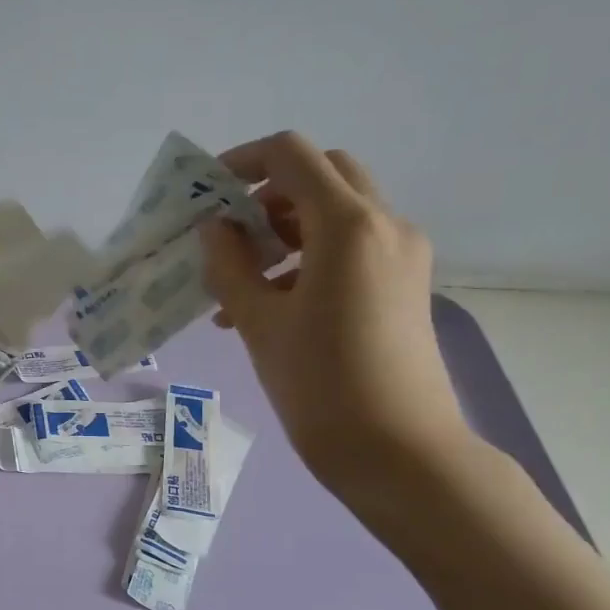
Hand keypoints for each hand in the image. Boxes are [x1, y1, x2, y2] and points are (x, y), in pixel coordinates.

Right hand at [200, 133, 474, 499]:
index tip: (206, 193)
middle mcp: (385, 226)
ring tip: (238, 282)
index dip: (243, 161)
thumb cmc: (321, 385)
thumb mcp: (259, 323)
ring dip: (284, 230)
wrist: (400, 453)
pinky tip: (267, 305)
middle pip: (322, 176)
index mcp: (348, 226)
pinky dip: (306, 258)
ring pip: (335, 214)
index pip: (293, 156)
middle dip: (267, 194)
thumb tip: (214, 228)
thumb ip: (229, 265)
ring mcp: (401, 256)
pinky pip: (350, 250)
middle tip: (229, 232)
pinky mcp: (403, 285)